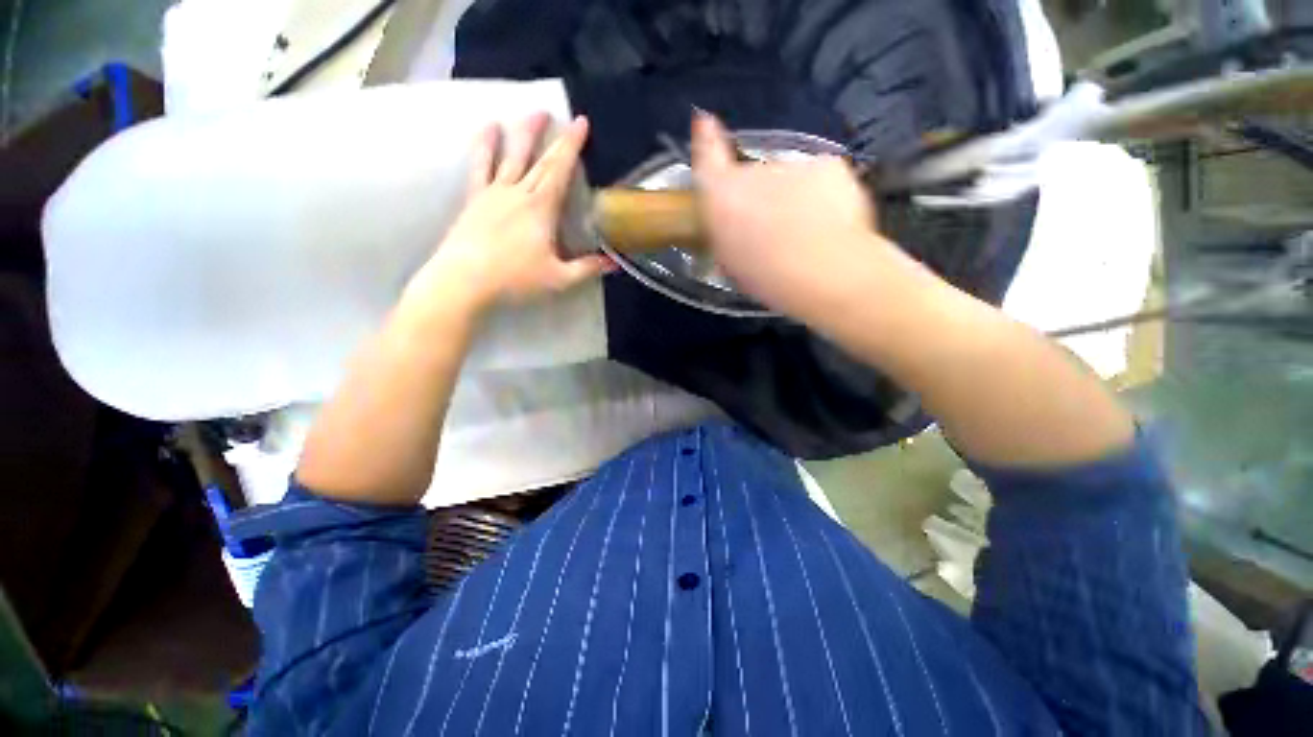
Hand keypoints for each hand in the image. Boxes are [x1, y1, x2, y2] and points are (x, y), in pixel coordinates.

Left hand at [415, 112, 611, 311]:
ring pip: (510, 155)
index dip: (572, 146)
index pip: (560, 170)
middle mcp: (518, 193)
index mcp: (541, 208)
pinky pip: (480, 166)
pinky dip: (484, 146)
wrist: (464, 281)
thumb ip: (587, 269)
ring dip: (521, 132)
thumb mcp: (559, 279)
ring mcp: (494, 193)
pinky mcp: (475, 199)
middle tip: (560, 113)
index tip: (581, 122)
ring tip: (529, 112)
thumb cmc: (515, 279)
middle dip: (552, 136)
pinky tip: (487, 130)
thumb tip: (614, 263)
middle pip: (539, 160)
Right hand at [690, 112, 893, 316]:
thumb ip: (726, 233)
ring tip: (805, 233)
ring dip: (792, 198)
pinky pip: (819, 178)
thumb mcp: (731, 262)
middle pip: (752, 176)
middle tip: (772, 230)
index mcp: (722, 196)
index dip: (705, 138)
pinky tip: (828, 222)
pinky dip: (822, 196)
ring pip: (789, 179)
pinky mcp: (828, 164)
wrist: (823, 270)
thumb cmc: (767, 276)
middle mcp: (752, 171)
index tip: (705, 121)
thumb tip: (731, 226)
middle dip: (760, 196)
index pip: (707, 157)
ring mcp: (792, 164)